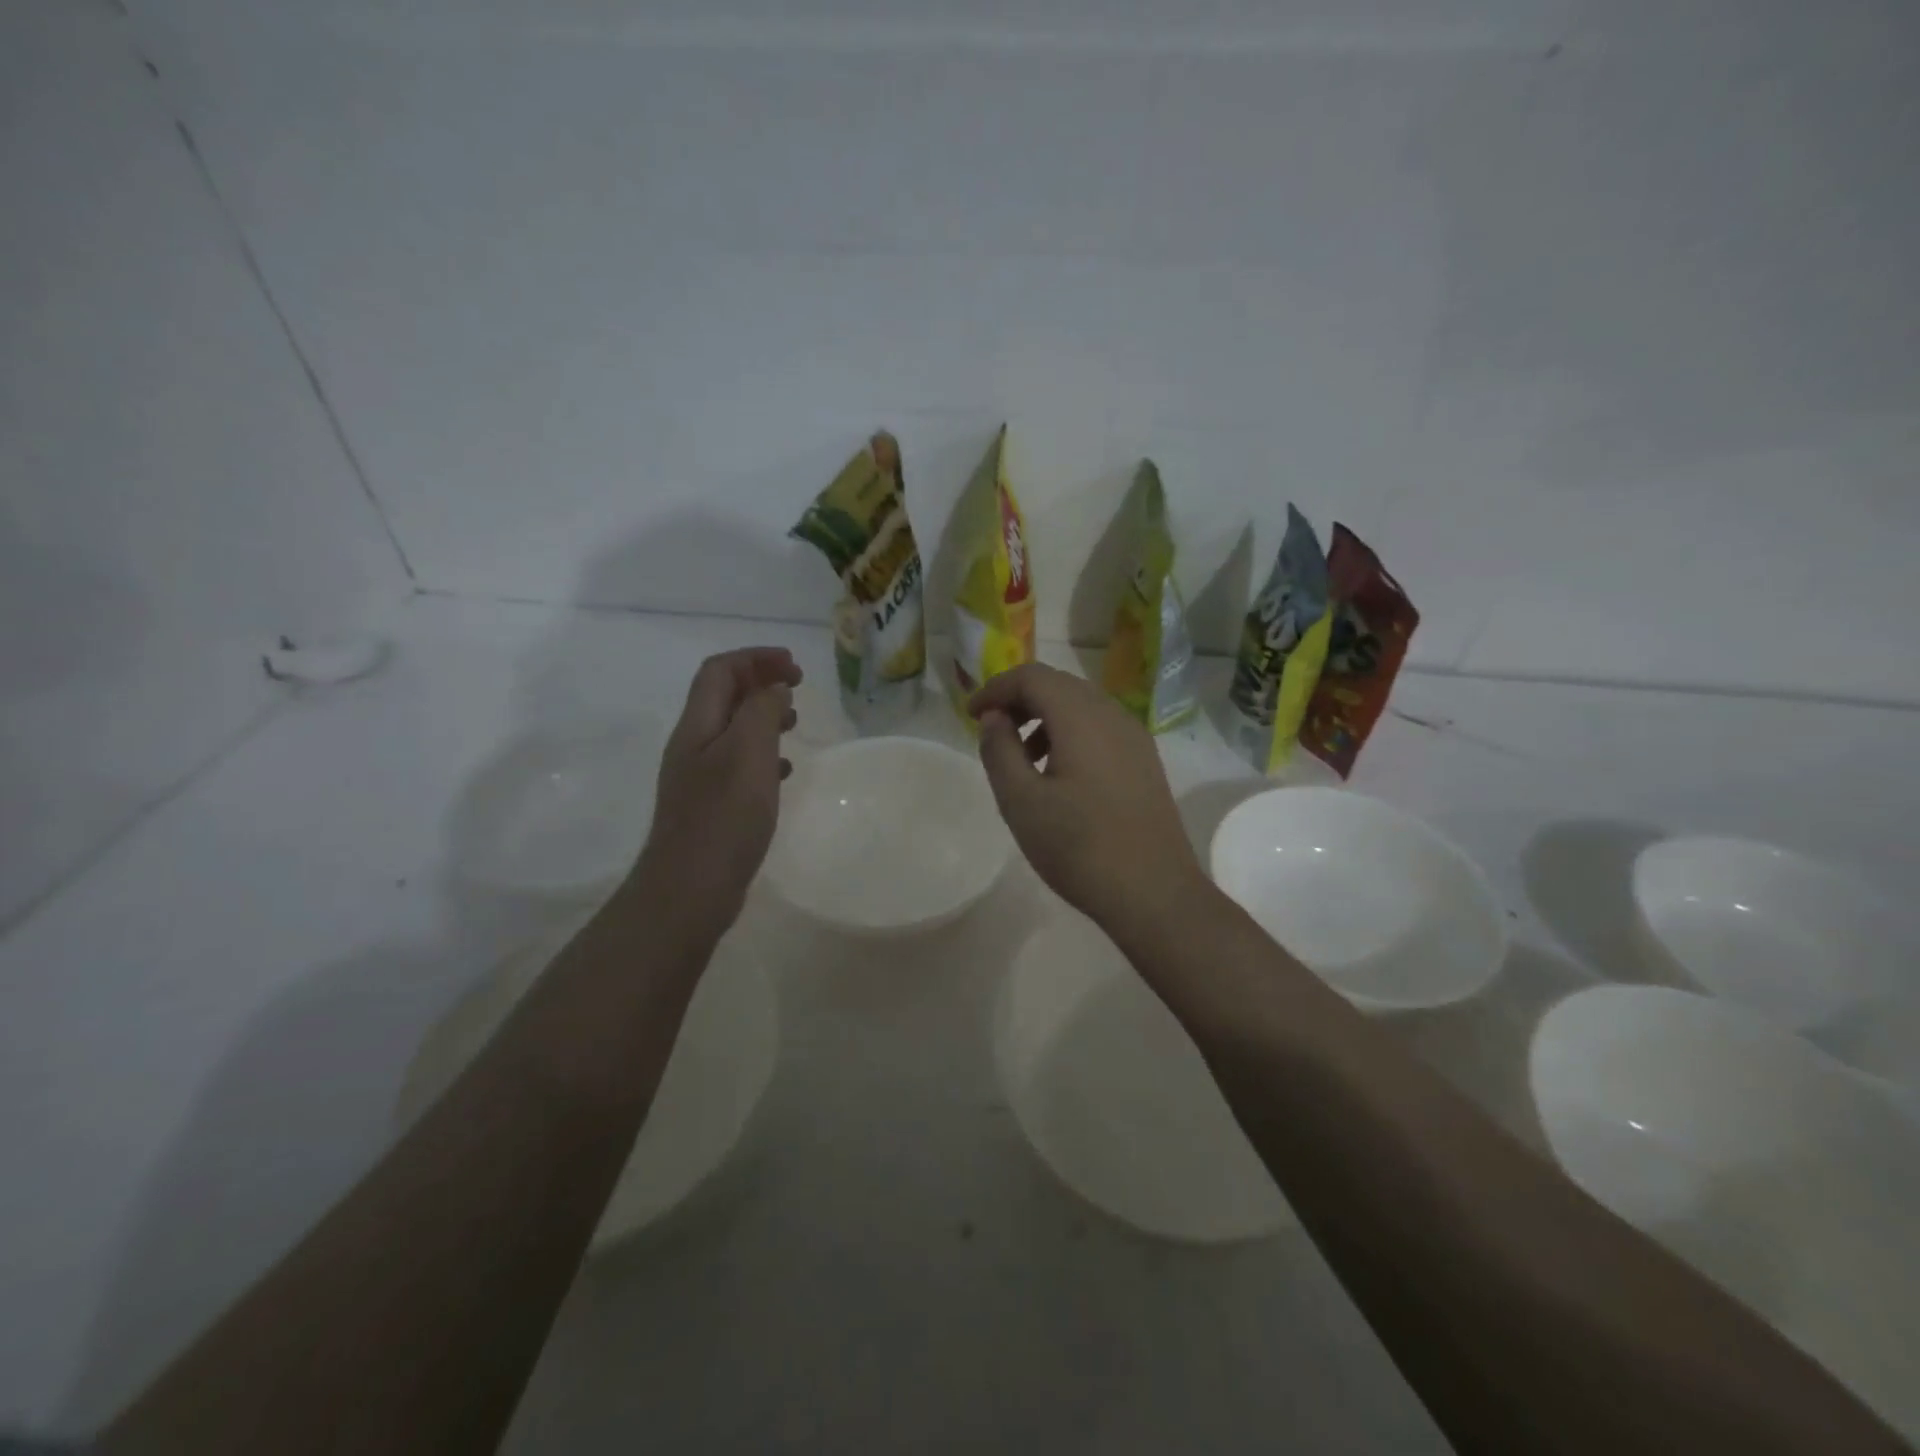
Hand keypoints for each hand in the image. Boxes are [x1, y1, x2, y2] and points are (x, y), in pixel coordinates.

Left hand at [632, 647, 801, 935]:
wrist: (689, 889)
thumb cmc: (723, 817)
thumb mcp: (748, 753)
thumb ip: (762, 712)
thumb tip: (774, 689)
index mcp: (697, 725)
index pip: (720, 670)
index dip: (755, 658)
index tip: (795, 667)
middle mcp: (693, 745)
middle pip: (723, 696)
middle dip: (760, 682)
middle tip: (798, 688)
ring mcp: (700, 777)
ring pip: (733, 730)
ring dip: (764, 717)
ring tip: (795, 724)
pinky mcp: (712, 806)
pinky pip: (740, 764)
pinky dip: (764, 755)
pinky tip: (785, 772)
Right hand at [970, 663, 1206, 933]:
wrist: (1153, 893)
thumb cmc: (1079, 847)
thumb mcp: (1021, 801)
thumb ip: (1000, 750)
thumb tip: (994, 717)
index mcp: (1081, 717)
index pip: (1032, 676)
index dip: (996, 688)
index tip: (971, 716)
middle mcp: (1113, 714)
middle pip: (1059, 685)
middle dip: (1020, 699)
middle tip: (992, 731)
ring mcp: (1135, 737)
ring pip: (1081, 706)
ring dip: (1045, 717)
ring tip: (1022, 758)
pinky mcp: (1144, 761)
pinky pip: (1100, 728)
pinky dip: (1070, 733)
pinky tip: (1058, 774)